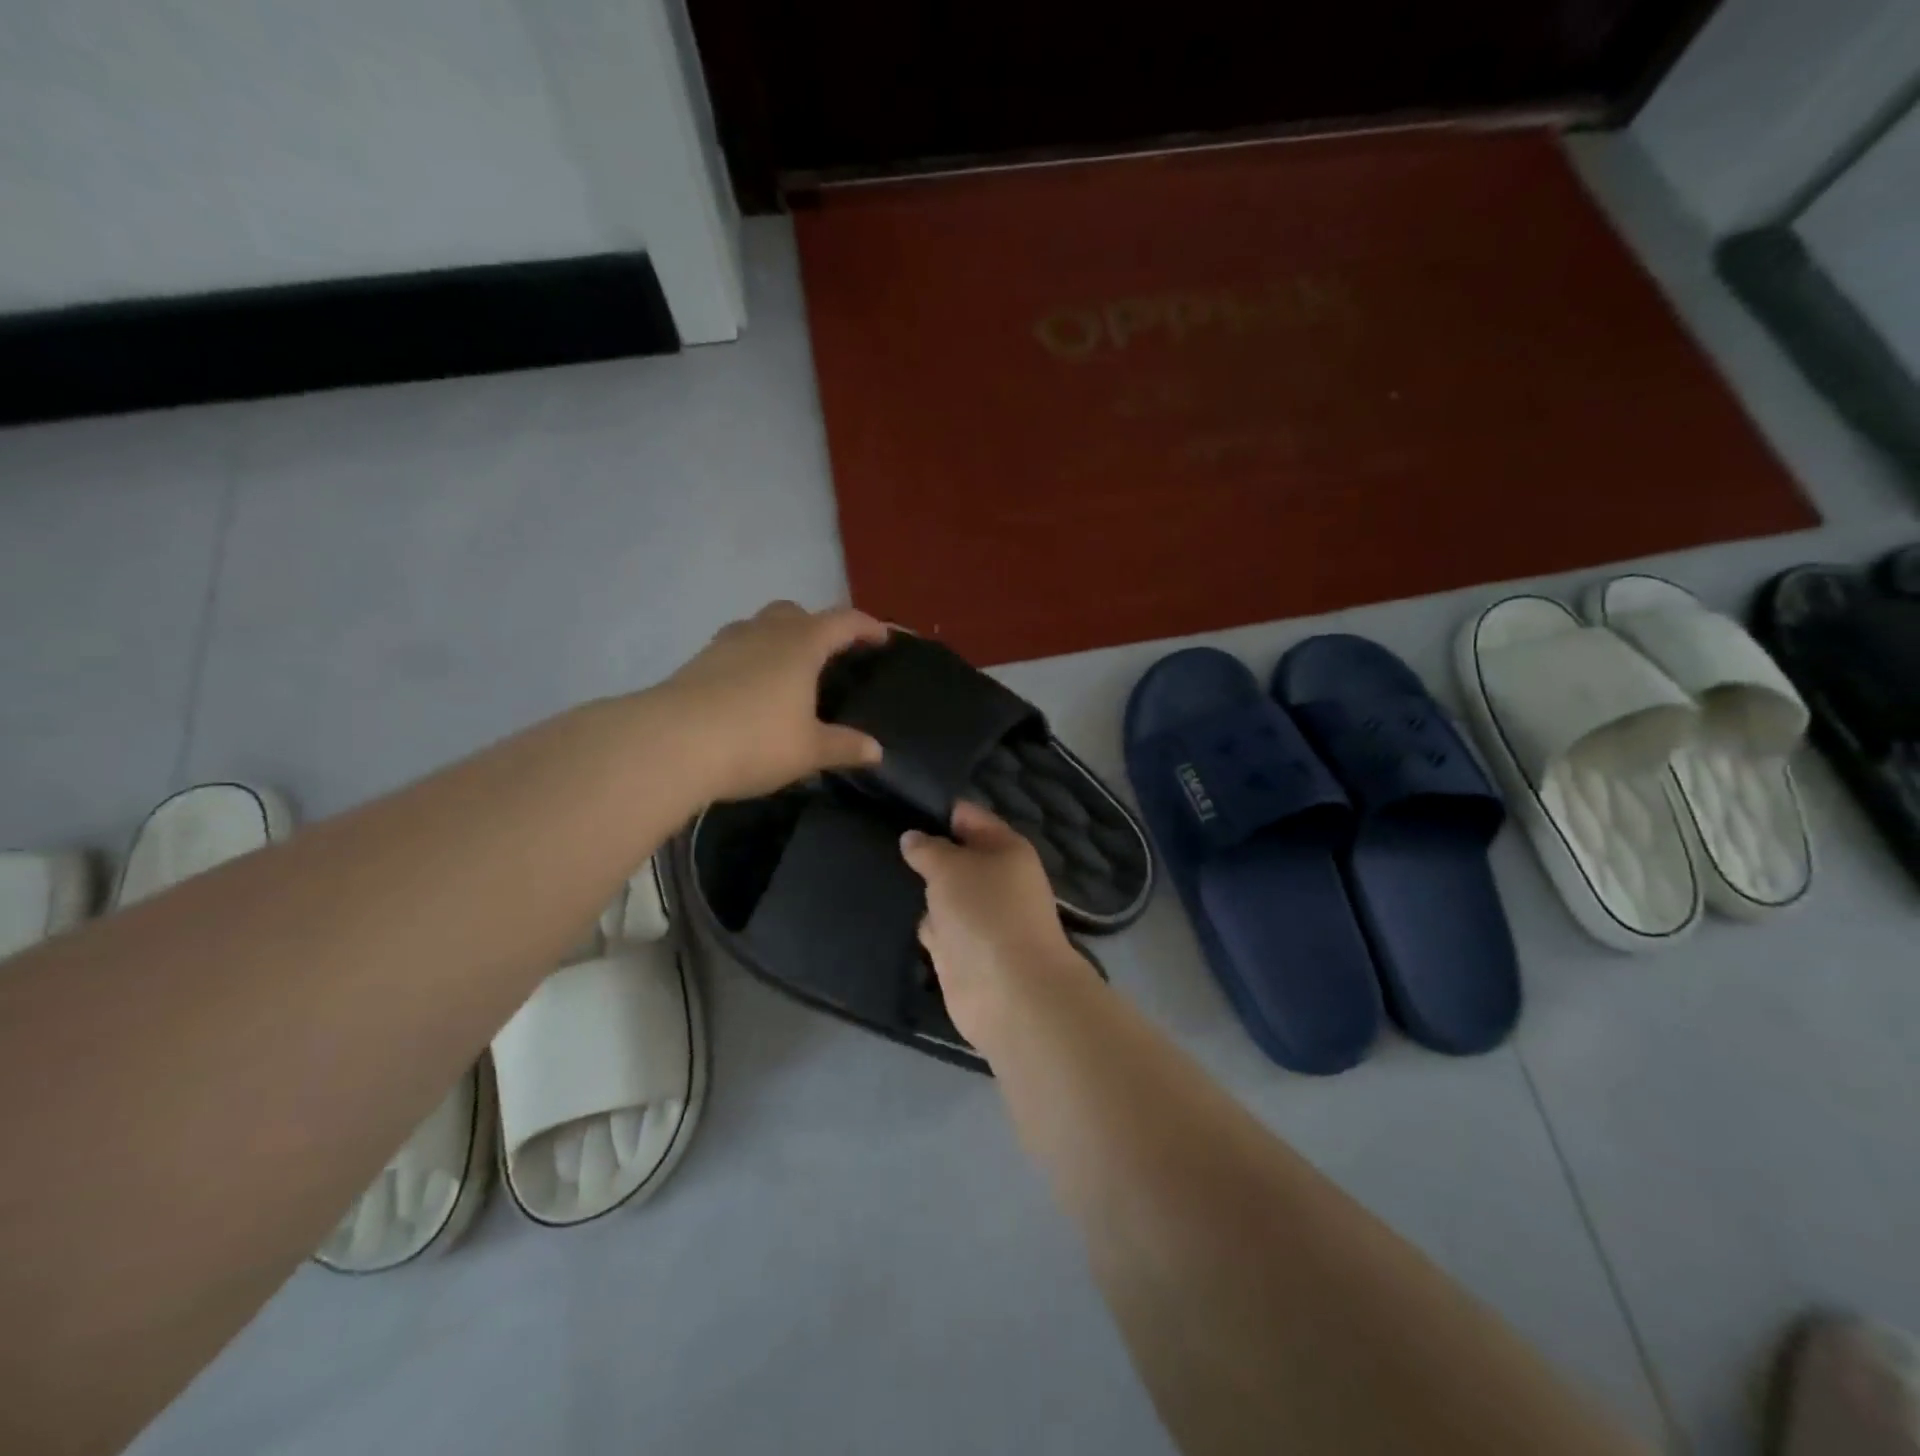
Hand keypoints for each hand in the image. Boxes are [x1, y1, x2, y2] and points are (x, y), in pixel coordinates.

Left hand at [663, 601, 889, 800]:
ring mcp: (726, 644)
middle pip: (795, 612)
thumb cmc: (755, 740)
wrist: (670, 744)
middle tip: (828, 654)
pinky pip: (733, 648)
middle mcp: (764, 633)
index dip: (866, 626)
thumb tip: (876, 750)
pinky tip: (748, 690)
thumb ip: (844, 746)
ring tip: (786, 672)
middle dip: (816, 625)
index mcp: (801, 645)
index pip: (842, 622)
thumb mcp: (809, 750)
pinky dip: (749, 658)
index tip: (882, 638)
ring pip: (759, 625)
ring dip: (778, 638)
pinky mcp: (697, 663)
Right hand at [900, 802, 1088, 1044]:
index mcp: (1006, 849)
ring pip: (946, 895)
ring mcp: (982, 919)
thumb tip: (912, 838)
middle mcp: (998, 880)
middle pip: (957, 858)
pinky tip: (894, 916)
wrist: (1009, 991)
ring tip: (880, 874)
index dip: (938, 811)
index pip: (970, 817)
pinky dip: (926, 927)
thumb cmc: (984, 912)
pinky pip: (940, 929)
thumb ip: (928, 849)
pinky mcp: (967, 952)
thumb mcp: (949, 867)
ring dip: (923, 892)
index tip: (899, 807)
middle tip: (881, 840)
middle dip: (925, 853)